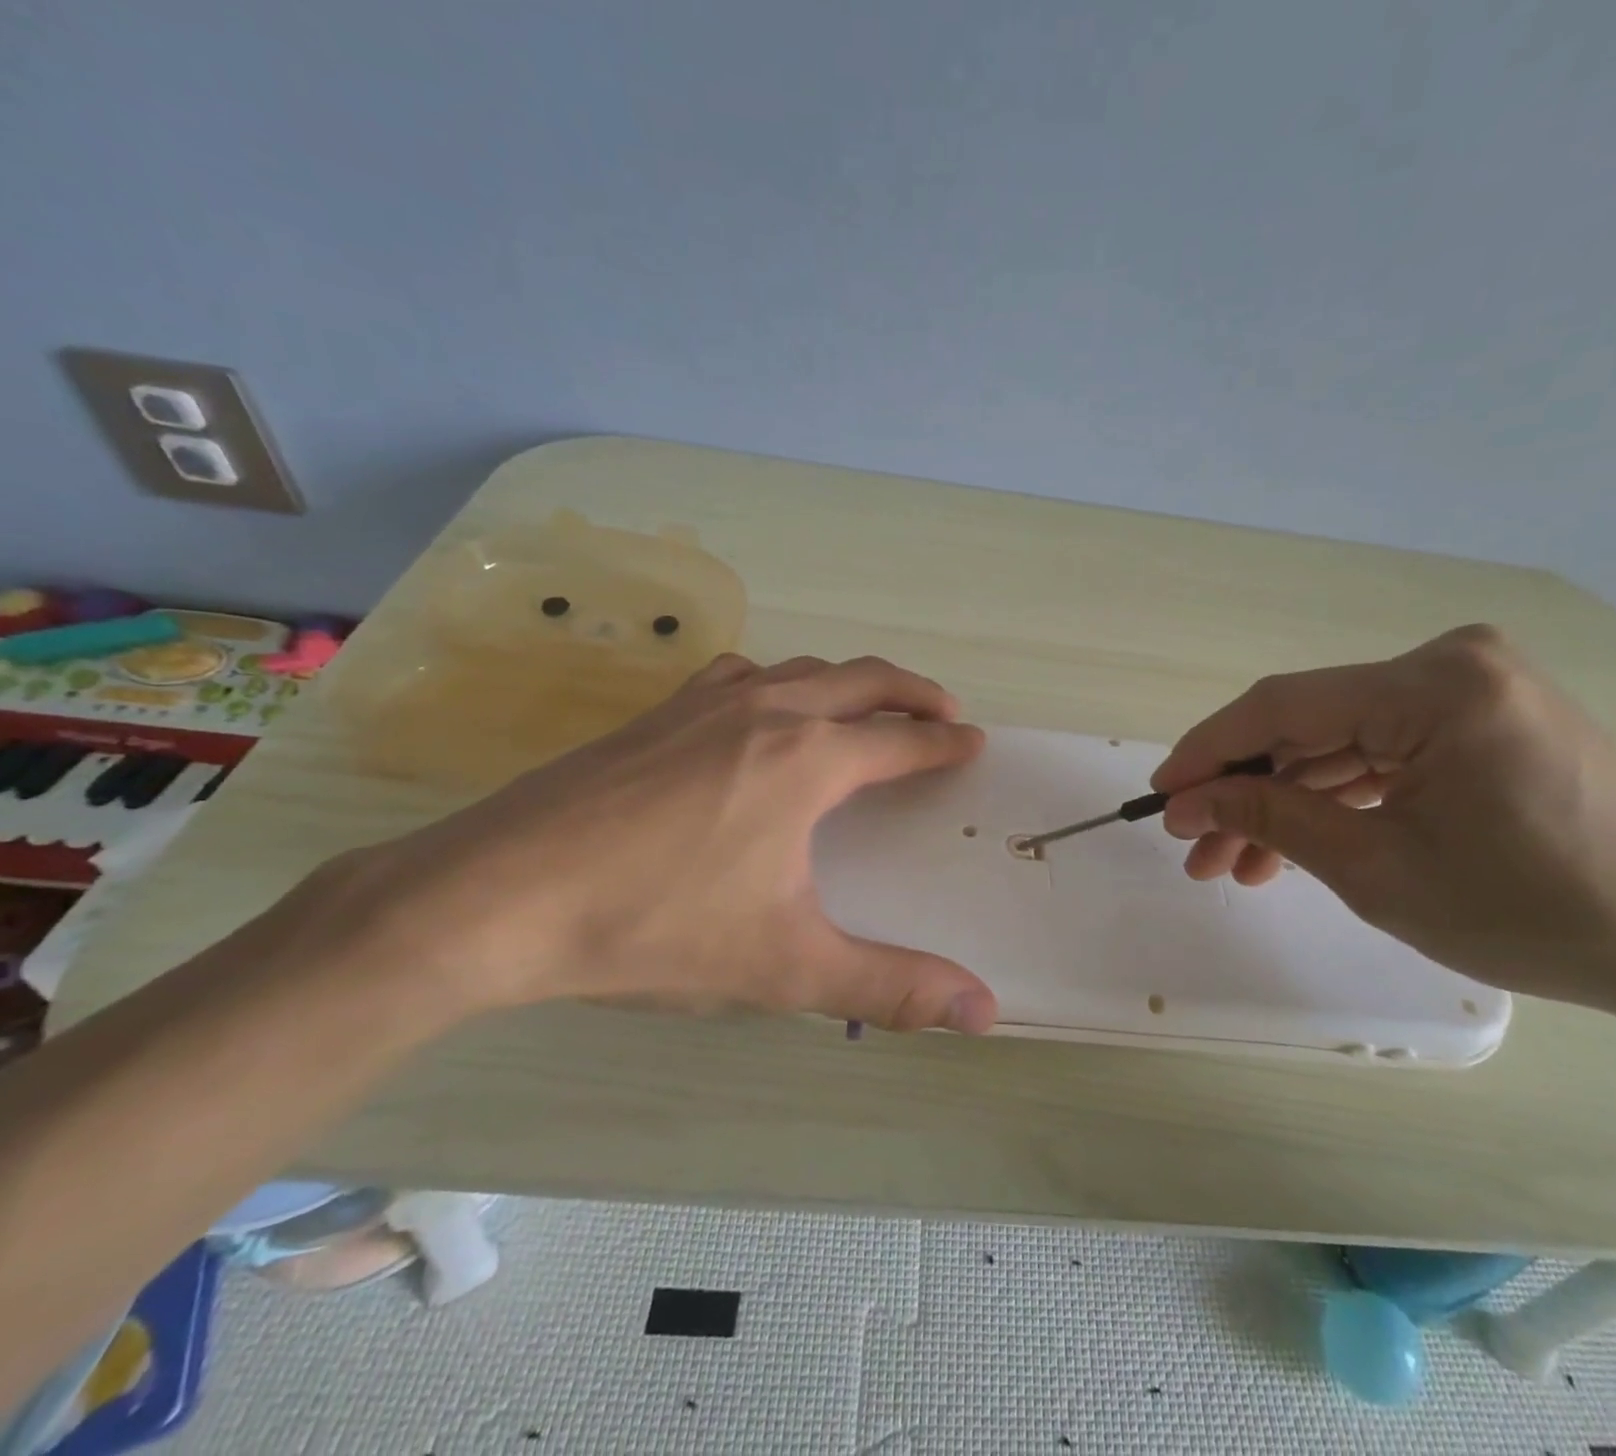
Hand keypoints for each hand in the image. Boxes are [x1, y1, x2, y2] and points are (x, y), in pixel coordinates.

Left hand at [309, 654, 998, 1033]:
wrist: (497, 896)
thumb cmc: (654, 927)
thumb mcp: (785, 967)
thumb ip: (891, 986)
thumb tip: (983, 1011)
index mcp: (808, 760)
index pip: (901, 740)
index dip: (944, 743)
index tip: (974, 743)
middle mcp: (767, 711)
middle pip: (862, 681)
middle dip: (913, 692)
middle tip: (945, 710)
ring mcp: (706, 703)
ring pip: (801, 669)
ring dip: (849, 681)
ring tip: (868, 706)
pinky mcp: (657, 713)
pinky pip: (741, 674)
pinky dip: (778, 679)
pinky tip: (761, 708)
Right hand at [1152, 626, 1615, 1030]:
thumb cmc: (1533, 912)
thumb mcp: (1376, 870)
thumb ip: (1272, 818)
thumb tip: (1190, 801)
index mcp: (1433, 687)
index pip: (1281, 706)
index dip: (1207, 752)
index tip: (1159, 797)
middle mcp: (1449, 664)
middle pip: (1308, 726)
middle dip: (1245, 792)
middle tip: (1194, 850)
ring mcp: (1470, 688)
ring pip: (1338, 745)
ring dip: (1285, 802)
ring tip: (1235, 865)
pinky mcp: (1481, 719)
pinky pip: (1382, 753)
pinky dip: (1335, 798)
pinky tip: (1294, 845)